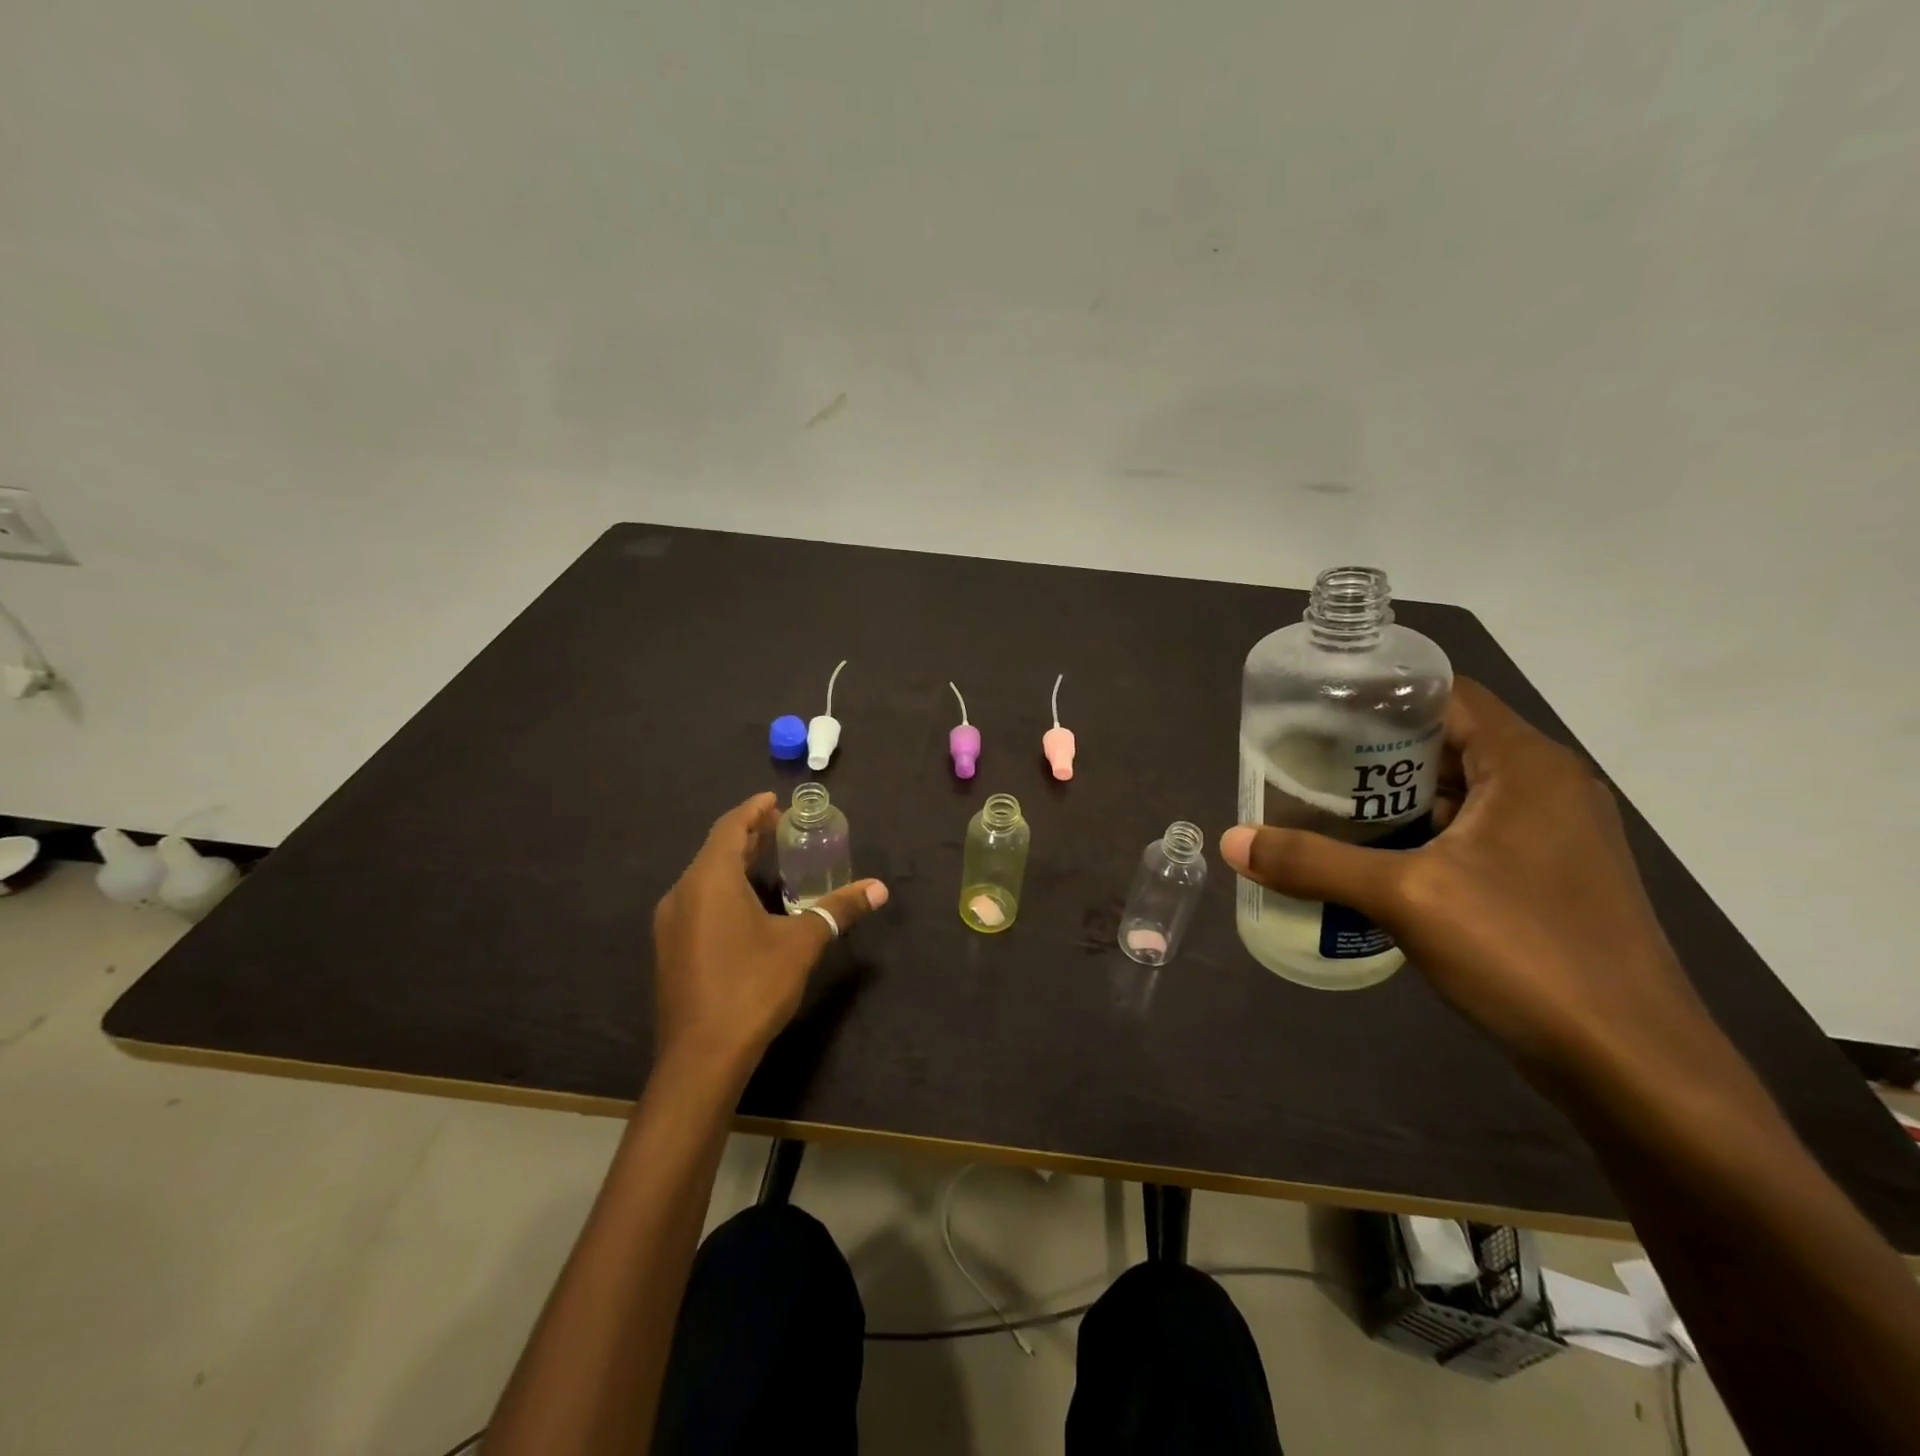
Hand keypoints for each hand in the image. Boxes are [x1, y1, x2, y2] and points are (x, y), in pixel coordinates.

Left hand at [652, 792, 887, 1077]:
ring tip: (766, 858)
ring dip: (734, 861)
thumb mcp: (803, 943)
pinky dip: (722, 887)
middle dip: (747, 834)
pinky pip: (697, 900)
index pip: (730, 827)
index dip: (753, 811)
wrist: (701, 1058)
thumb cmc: (752, 987)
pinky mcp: (670, 949)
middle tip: (779, 825)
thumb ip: (838, 910)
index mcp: (710, 880)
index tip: (775, 800)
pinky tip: (745, 903)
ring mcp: (670, 923)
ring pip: (704, 876)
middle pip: (716, 849)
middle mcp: (683, 893)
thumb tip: (879, 888)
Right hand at [1221, 678, 1718, 1083]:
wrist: (1635, 1069)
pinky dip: (1420, 839)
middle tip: (1303, 766)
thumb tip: (1230, 841)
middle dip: (1371, 754)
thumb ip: (1313, 863)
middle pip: (1445, 743)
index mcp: (1526, 766)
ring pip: (1456, 795)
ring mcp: (1554, 838)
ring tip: (1322, 811)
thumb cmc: (1526, 954)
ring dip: (1392, 801)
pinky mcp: (1549, 881)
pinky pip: (1471, 838)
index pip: (1444, 695)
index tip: (1313, 715)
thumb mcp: (1404, 899)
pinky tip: (1371, 865)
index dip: (1377, 697)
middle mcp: (1547, 788)